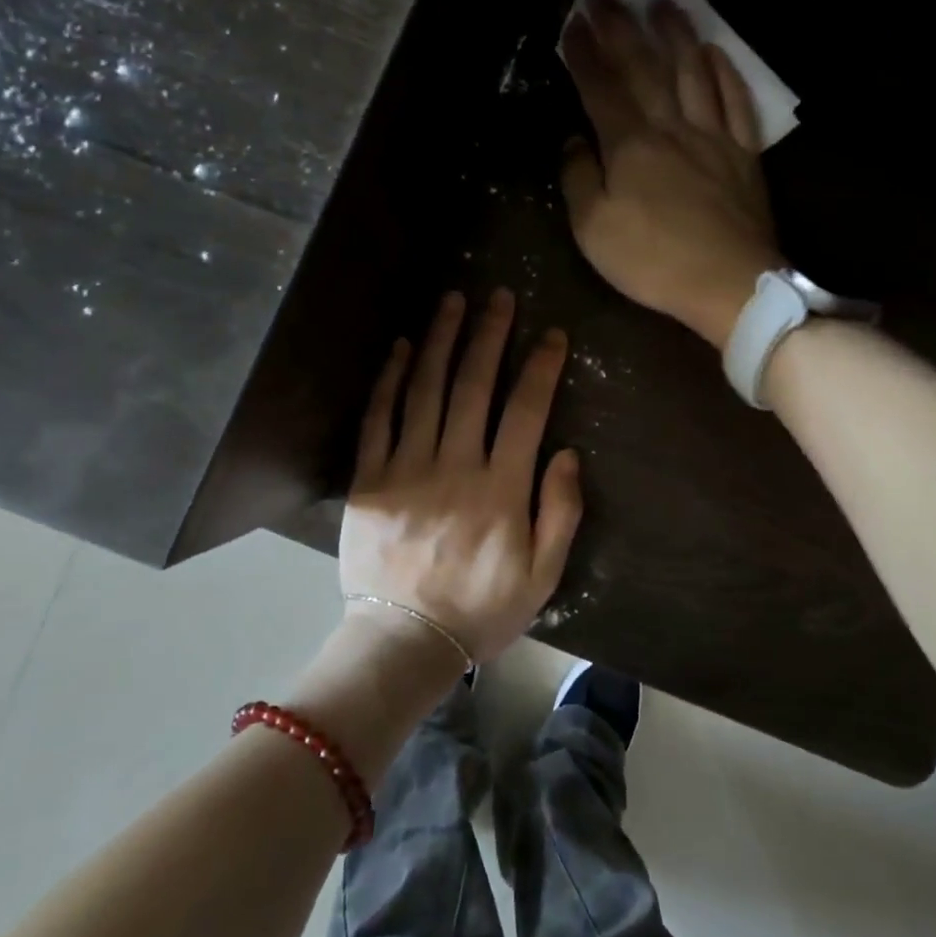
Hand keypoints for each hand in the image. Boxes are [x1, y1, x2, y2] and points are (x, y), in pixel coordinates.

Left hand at [338, 288, 582, 664]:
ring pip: (425, 390)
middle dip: (488, 335)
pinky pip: (377, 419)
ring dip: (439, 341)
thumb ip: (561, 512)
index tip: (551, 333)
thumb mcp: (543, 575)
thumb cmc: (482, 609)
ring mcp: (406, 469)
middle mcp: (454, 466)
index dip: (540, 367)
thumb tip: (566, 452)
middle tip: (498, 296)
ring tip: (451, 301)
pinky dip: (389, 380)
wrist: (404, 641)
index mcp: (501, 488)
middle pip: (473, 386)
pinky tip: (400, 348)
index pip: (525, 411)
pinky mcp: (369, 480)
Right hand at [559, 0, 785, 349]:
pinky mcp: (743, 155)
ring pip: (693, 73)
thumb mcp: (594, 230)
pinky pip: (735, 102)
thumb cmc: (654, 261)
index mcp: (631, 146)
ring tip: (663, 4)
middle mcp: (672, 128)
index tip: (572, 23)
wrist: (728, 284)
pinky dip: (724, 72)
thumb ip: (579, 179)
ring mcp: (713, 137)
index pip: (601, 89)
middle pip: (645, 68)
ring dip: (676, 35)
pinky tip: (714, 52)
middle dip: (622, 29)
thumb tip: (574, 141)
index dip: (584, 55)